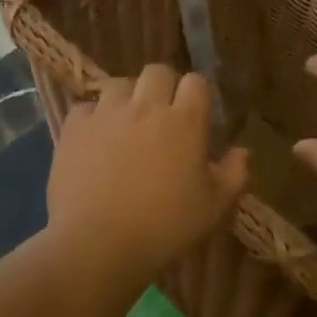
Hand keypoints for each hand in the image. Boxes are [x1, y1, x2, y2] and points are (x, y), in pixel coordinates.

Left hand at [47, 64, 249, 276]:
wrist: (98, 245)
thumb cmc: (164, 228)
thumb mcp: (214, 208)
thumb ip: (234, 174)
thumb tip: (242, 151)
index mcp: (184, 121)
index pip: (196, 82)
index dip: (198, 95)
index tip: (197, 116)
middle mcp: (145, 107)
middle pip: (157, 72)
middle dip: (163, 86)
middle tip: (162, 116)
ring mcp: (106, 114)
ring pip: (118, 84)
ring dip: (127, 99)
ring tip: (126, 125)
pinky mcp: (73, 128)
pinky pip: (85, 108)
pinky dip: (93, 119)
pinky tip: (95, 140)